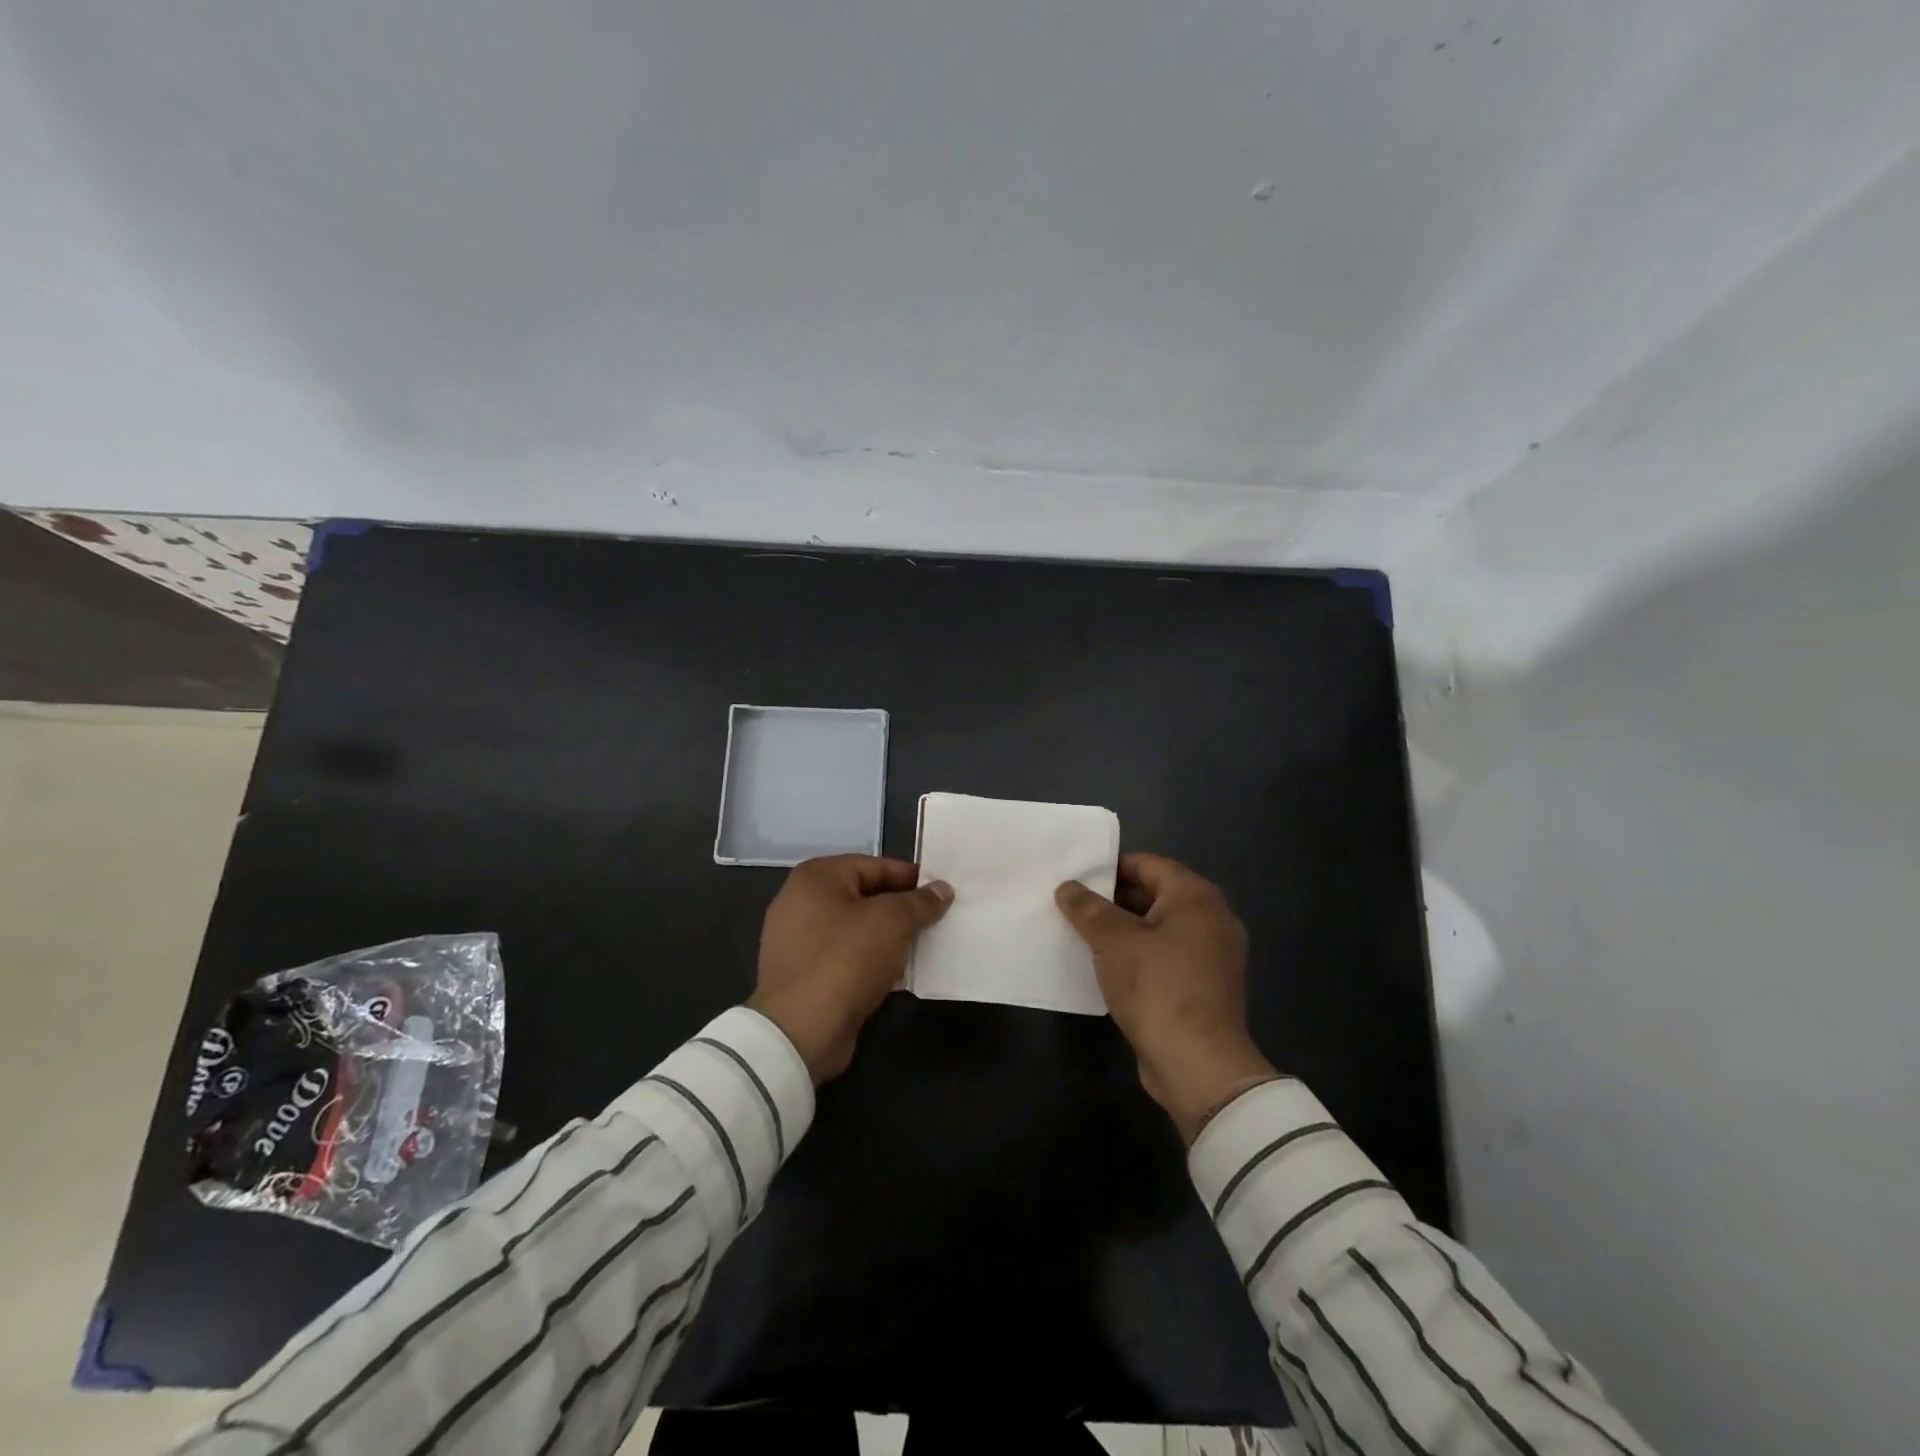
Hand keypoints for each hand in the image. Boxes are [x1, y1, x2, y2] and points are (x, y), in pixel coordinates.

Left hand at [750, 855, 952, 1083]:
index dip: (911, 877)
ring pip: (857, 930)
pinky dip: (872, 962)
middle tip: (939, 920)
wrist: (800, 1031)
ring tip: (926, 947)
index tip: (942, 892)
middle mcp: (801, 902)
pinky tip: (900, 974)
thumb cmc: (846, 959)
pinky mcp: (804, 975)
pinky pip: (846, 958)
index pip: (875, 866)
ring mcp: (798, 941)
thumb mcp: (892, 921)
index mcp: (817, 877)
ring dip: (889, 939)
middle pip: (865, 897)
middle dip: (902, 909)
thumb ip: (920, 902)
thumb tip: (942, 889)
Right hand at [1056, 853, 1279, 1142]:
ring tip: (1082, 935)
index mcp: (1196, 897)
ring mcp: (1213, 955)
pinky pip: (1166, 956)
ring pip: (1159, 928)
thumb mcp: (1113, 940)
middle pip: (1154, 894)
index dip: (1109, 868)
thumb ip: (1087, 908)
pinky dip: (1139, 956)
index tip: (1075, 879)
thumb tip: (1068, 887)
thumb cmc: (1157, 987)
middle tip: (1073, 907)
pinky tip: (1106, 967)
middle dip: (1112, 900)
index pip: (1147, 864)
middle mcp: (1212, 918)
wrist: (1198, 1064)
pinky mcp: (1205, 986)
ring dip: (1123, 931)